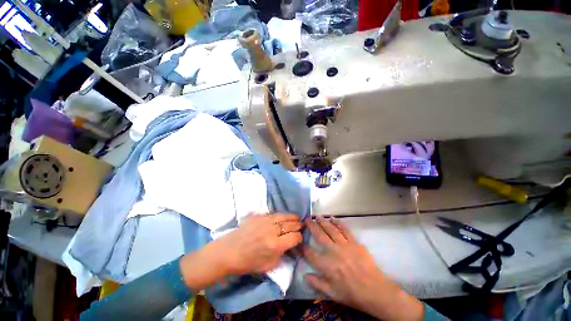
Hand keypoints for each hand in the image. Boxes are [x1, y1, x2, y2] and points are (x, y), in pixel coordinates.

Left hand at [181, 214, 302, 290]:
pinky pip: (274, 214)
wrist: (230, 252)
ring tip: (297, 218)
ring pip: (284, 215)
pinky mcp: (259, 216)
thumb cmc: (249, 262)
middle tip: (302, 225)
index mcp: (275, 245)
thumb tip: (290, 245)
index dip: (299, 238)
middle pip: (291, 224)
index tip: (299, 239)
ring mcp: (266, 221)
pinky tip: (284, 216)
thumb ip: (282, 254)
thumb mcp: (269, 265)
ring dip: (293, 217)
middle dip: (298, 225)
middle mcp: (272, 230)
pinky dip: (282, 215)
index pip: (295, 237)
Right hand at [302, 217, 423, 320]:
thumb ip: (317, 284)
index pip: (309, 253)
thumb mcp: (332, 294)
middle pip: (319, 235)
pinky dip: (338, 223)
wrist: (375, 290)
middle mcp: (333, 252)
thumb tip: (304, 276)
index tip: (297, 239)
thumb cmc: (352, 294)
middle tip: (306, 219)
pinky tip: (333, 219)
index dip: (301, 246)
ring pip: (331, 229)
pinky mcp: (354, 242)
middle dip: (311, 226)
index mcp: (327, 265)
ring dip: (323, 221)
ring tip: (317, 216)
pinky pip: (344, 230)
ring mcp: (344, 245)